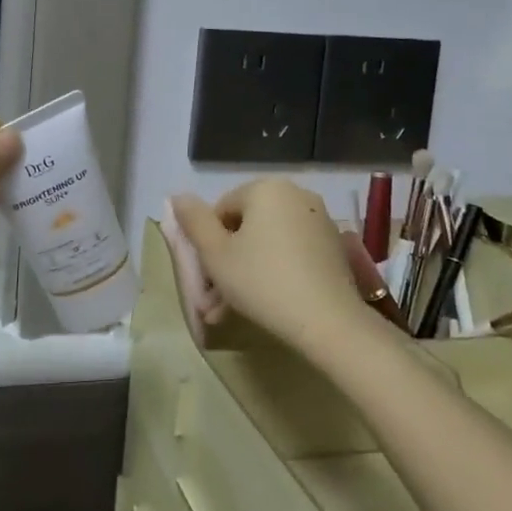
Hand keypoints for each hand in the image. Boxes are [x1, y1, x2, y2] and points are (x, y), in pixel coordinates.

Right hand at [169, 180, 368, 355]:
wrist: (328, 322)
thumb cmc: (262, 281)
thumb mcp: (215, 254)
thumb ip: (193, 221)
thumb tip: (178, 196)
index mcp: (266, 188)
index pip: (221, 210)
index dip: (208, 244)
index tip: (206, 278)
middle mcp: (296, 194)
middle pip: (247, 226)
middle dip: (228, 262)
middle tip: (215, 300)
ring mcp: (319, 220)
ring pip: (268, 243)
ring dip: (247, 271)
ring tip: (233, 311)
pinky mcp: (334, 246)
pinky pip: (292, 253)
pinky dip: (276, 272)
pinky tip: (266, 304)